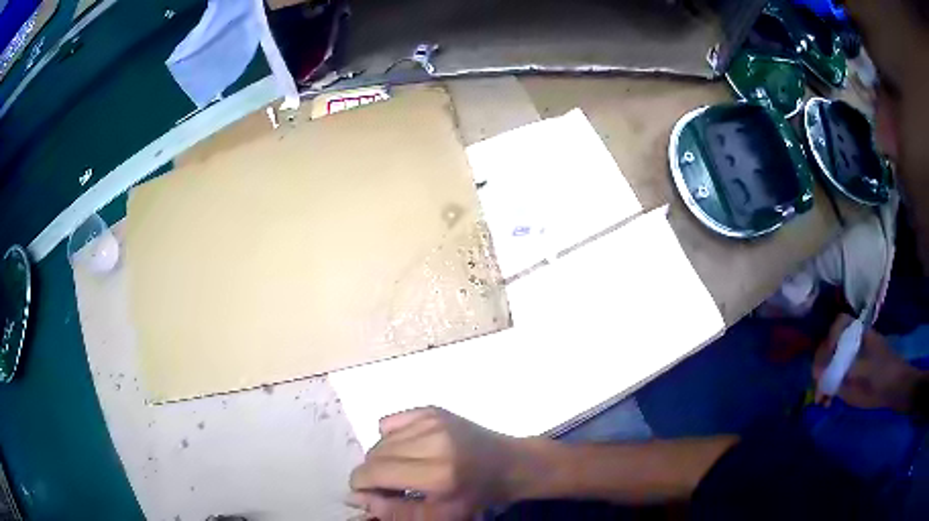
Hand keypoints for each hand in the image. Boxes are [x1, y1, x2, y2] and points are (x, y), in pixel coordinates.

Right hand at [349, 407, 520, 520]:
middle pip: (374, 455)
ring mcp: (432, 421)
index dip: (361, 485)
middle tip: (389, 486)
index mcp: (437, 475)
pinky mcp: (432, 409)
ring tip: (404, 469)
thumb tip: (357, 498)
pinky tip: (410, 450)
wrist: (507, 464)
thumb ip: (394, 511)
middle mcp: (432, 442)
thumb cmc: (473, 496)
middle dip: (372, 473)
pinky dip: (391, 439)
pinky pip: (390, 422)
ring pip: (380, 440)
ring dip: (382, 458)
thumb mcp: (438, 516)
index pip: (374, 472)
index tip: (366, 494)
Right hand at [813, 313, 921, 411]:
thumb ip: (841, 372)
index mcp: (858, 334)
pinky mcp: (849, 376)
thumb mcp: (863, 372)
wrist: (893, 388)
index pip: (837, 325)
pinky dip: (827, 389)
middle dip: (821, 367)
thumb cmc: (881, 375)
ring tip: (821, 400)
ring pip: (829, 365)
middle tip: (818, 388)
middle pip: (830, 347)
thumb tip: (818, 374)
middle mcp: (852, 343)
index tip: (826, 360)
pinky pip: (833, 378)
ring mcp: (850, 360)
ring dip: (822, 382)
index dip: (828, 339)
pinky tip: (827, 402)